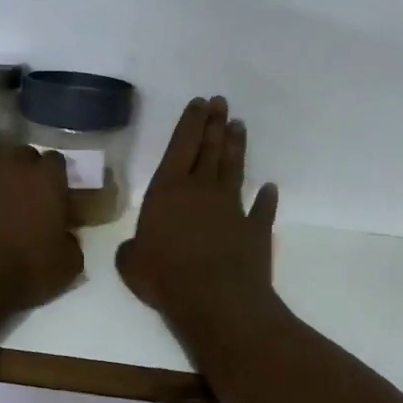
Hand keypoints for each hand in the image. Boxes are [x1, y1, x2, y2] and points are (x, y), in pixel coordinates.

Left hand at [0, 146, 84, 315]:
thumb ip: (71, 243)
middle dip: (30, 170)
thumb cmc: (27, 268)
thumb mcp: (67, 265)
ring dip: (3, 185)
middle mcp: (12, 171)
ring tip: (7, 212)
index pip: (57, 160)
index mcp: (45, 179)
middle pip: (24, 156)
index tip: (60, 194)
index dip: (59, 176)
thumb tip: (65, 239)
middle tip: (34, 196)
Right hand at [117, 97, 279, 342]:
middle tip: (221, 102)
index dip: (190, 122)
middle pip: (209, 148)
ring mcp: (232, 207)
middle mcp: (202, 190)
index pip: (180, 146)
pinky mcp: (256, 228)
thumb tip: (135, 249)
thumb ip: (132, 251)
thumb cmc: (166, 277)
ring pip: (235, 168)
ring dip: (236, 147)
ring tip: (240, 126)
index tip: (200, 102)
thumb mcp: (131, 265)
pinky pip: (262, 208)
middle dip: (214, 123)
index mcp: (168, 191)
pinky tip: (270, 188)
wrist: (216, 300)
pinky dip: (267, 197)